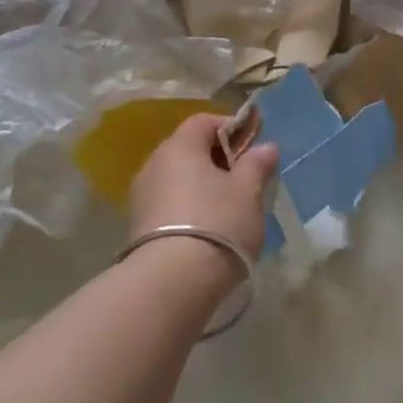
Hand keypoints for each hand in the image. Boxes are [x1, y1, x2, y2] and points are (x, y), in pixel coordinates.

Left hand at [128, 114, 279, 262]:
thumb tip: (265, 147)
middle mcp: (154, 163)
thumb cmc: (217, 222)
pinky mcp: (138, 226)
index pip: (204, 121)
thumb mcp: (248, 192)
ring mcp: (142, 195)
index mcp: (179, 146)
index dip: (231, 127)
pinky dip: (188, 208)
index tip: (253, 145)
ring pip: (178, 178)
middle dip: (217, 159)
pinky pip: (169, 204)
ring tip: (228, 208)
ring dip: (201, 186)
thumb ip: (256, 165)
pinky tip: (207, 229)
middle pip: (188, 150)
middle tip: (245, 179)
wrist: (172, 281)